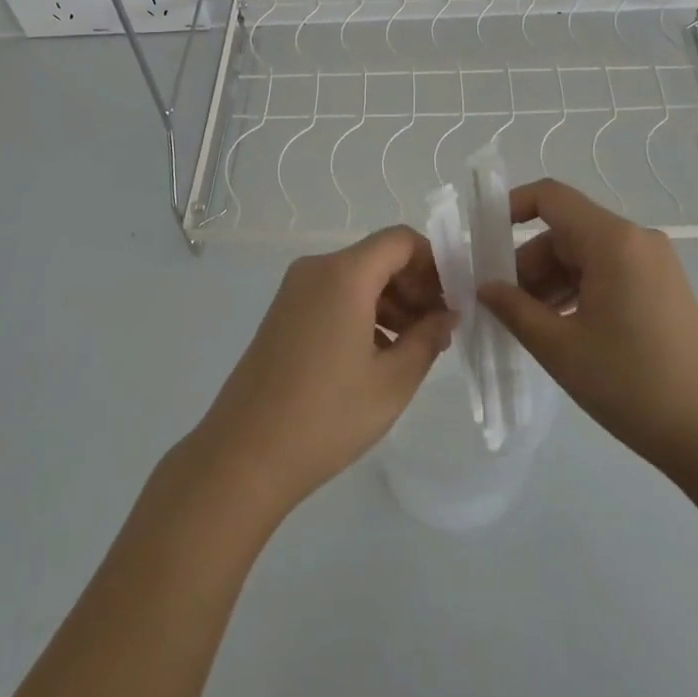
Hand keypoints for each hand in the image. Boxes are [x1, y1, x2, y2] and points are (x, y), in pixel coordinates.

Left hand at [190, 227, 455, 517]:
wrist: (244, 455)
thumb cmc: (327, 416)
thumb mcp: (392, 381)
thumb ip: (428, 338)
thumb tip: (447, 314)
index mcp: (344, 274)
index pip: (401, 240)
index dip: (434, 262)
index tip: (453, 299)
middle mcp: (317, 269)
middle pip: (379, 257)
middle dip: (415, 285)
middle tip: (439, 329)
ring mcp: (295, 290)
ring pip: (357, 277)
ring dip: (391, 301)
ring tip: (414, 346)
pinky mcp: (283, 313)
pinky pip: (334, 295)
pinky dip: (363, 311)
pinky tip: (378, 353)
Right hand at [477, 179, 697, 478]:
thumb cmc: (631, 384)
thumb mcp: (560, 347)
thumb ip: (514, 309)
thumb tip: (485, 287)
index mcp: (612, 241)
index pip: (551, 197)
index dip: (511, 207)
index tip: (482, 239)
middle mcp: (636, 239)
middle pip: (565, 231)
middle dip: (528, 262)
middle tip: (501, 303)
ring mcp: (653, 263)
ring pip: (585, 255)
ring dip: (551, 281)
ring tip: (527, 323)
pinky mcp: (662, 286)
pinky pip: (607, 272)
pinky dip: (578, 290)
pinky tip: (561, 327)